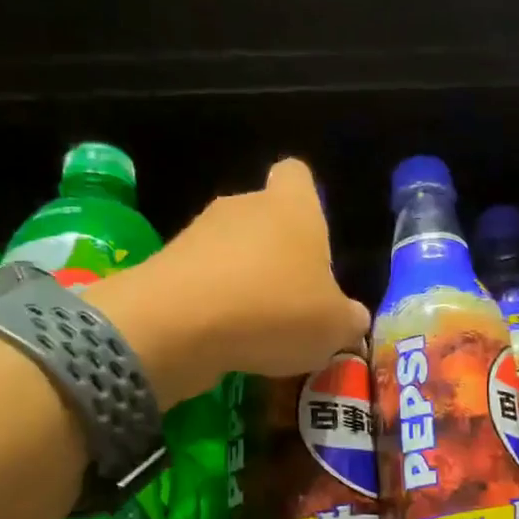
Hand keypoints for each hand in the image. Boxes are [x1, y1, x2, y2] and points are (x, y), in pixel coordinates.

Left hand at [89, 159, 370, 405]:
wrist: (179, 326)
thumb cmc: (275, 310)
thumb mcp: (335, 327)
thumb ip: (349, 319)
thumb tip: (351, 318)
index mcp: (292, 206)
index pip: (298, 175)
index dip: (307, 200)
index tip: (314, 239)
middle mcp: (244, 207)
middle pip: (264, 219)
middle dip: (278, 256)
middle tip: (295, 302)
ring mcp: (199, 234)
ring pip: (231, 253)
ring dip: (245, 284)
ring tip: (261, 333)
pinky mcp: (166, 267)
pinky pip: (202, 282)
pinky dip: (215, 308)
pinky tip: (227, 343)